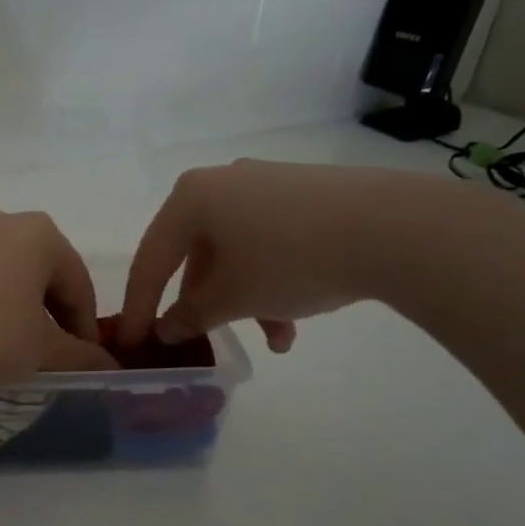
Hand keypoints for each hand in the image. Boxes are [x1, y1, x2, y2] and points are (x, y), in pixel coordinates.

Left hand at [0, 208, 118, 395]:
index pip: (78, 283)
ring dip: (4, 304)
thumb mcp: (42, 353)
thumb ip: (81, 356)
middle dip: (45, 311)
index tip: (85, 361)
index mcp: (37, 234)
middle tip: (45, 352)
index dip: (86, 326)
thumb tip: (108, 365)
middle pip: (35, 271)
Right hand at [119, 160, 473, 349]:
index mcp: (191, 198)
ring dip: (246, 301)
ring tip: (277, 340)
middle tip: (206, 341)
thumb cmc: (289, 261)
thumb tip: (167, 328)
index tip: (131, 343)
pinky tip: (296, 318)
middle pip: (197, 256)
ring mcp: (266, 186)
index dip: (139, 307)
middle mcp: (223, 182)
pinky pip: (269, 243)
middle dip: (206, 306)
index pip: (151, 260)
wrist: (393, 227)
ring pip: (237, 254)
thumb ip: (190, 315)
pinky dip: (272, 281)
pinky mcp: (304, 196)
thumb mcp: (232, 298)